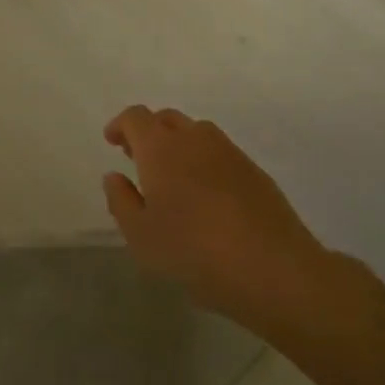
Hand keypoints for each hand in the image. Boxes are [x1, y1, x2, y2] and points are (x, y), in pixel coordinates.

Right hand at [102, 106, 332, 334]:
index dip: (121, 125)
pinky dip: (203, 160)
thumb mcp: (141, 235)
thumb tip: (114, 176)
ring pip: (196, 132)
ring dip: (178, 144)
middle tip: (138, 159)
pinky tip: (204, 194)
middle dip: (148, 132)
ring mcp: (229, 152)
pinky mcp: (254, 170)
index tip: (112, 141)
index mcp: (161, 149)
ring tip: (171, 177)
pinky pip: (219, 152)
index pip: (136, 117)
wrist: (272, 268)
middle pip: (167, 119)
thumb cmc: (193, 251)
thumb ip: (121, 201)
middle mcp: (195, 139)